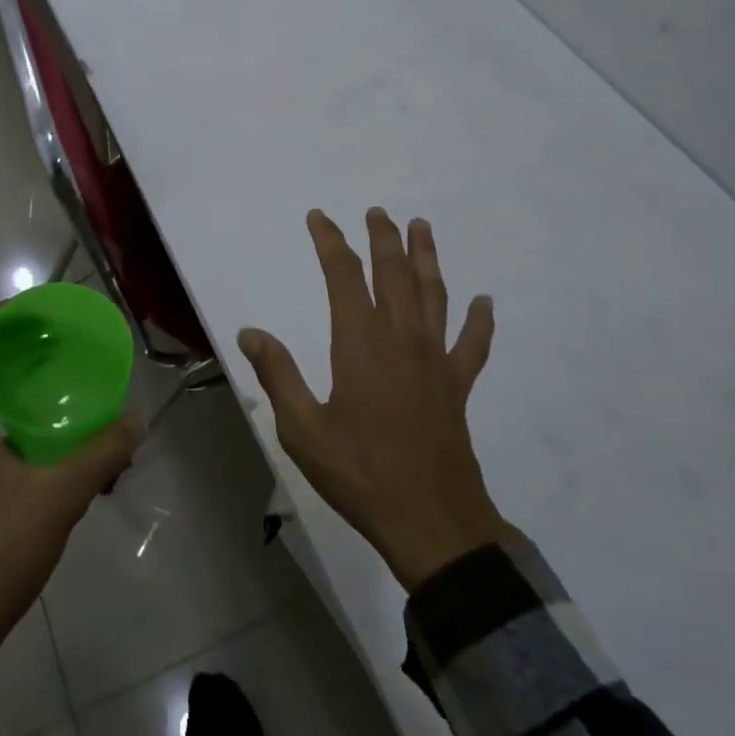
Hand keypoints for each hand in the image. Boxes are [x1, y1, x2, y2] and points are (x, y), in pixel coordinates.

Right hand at [238, 208, 509, 590]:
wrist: (432, 524)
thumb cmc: (360, 474)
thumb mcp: (302, 429)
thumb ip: (278, 375)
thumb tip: (250, 332)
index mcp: (360, 344)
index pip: (344, 276)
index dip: (331, 242)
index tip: (319, 217)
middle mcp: (401, 339)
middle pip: (394, 274)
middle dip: (383, 238)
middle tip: (377, 211)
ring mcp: (435, 361)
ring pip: (433, 295)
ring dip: (427, 258)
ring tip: (422, 227)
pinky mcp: (457, 386)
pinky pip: (472, 345)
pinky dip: (479, 321)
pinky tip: (484, 302)